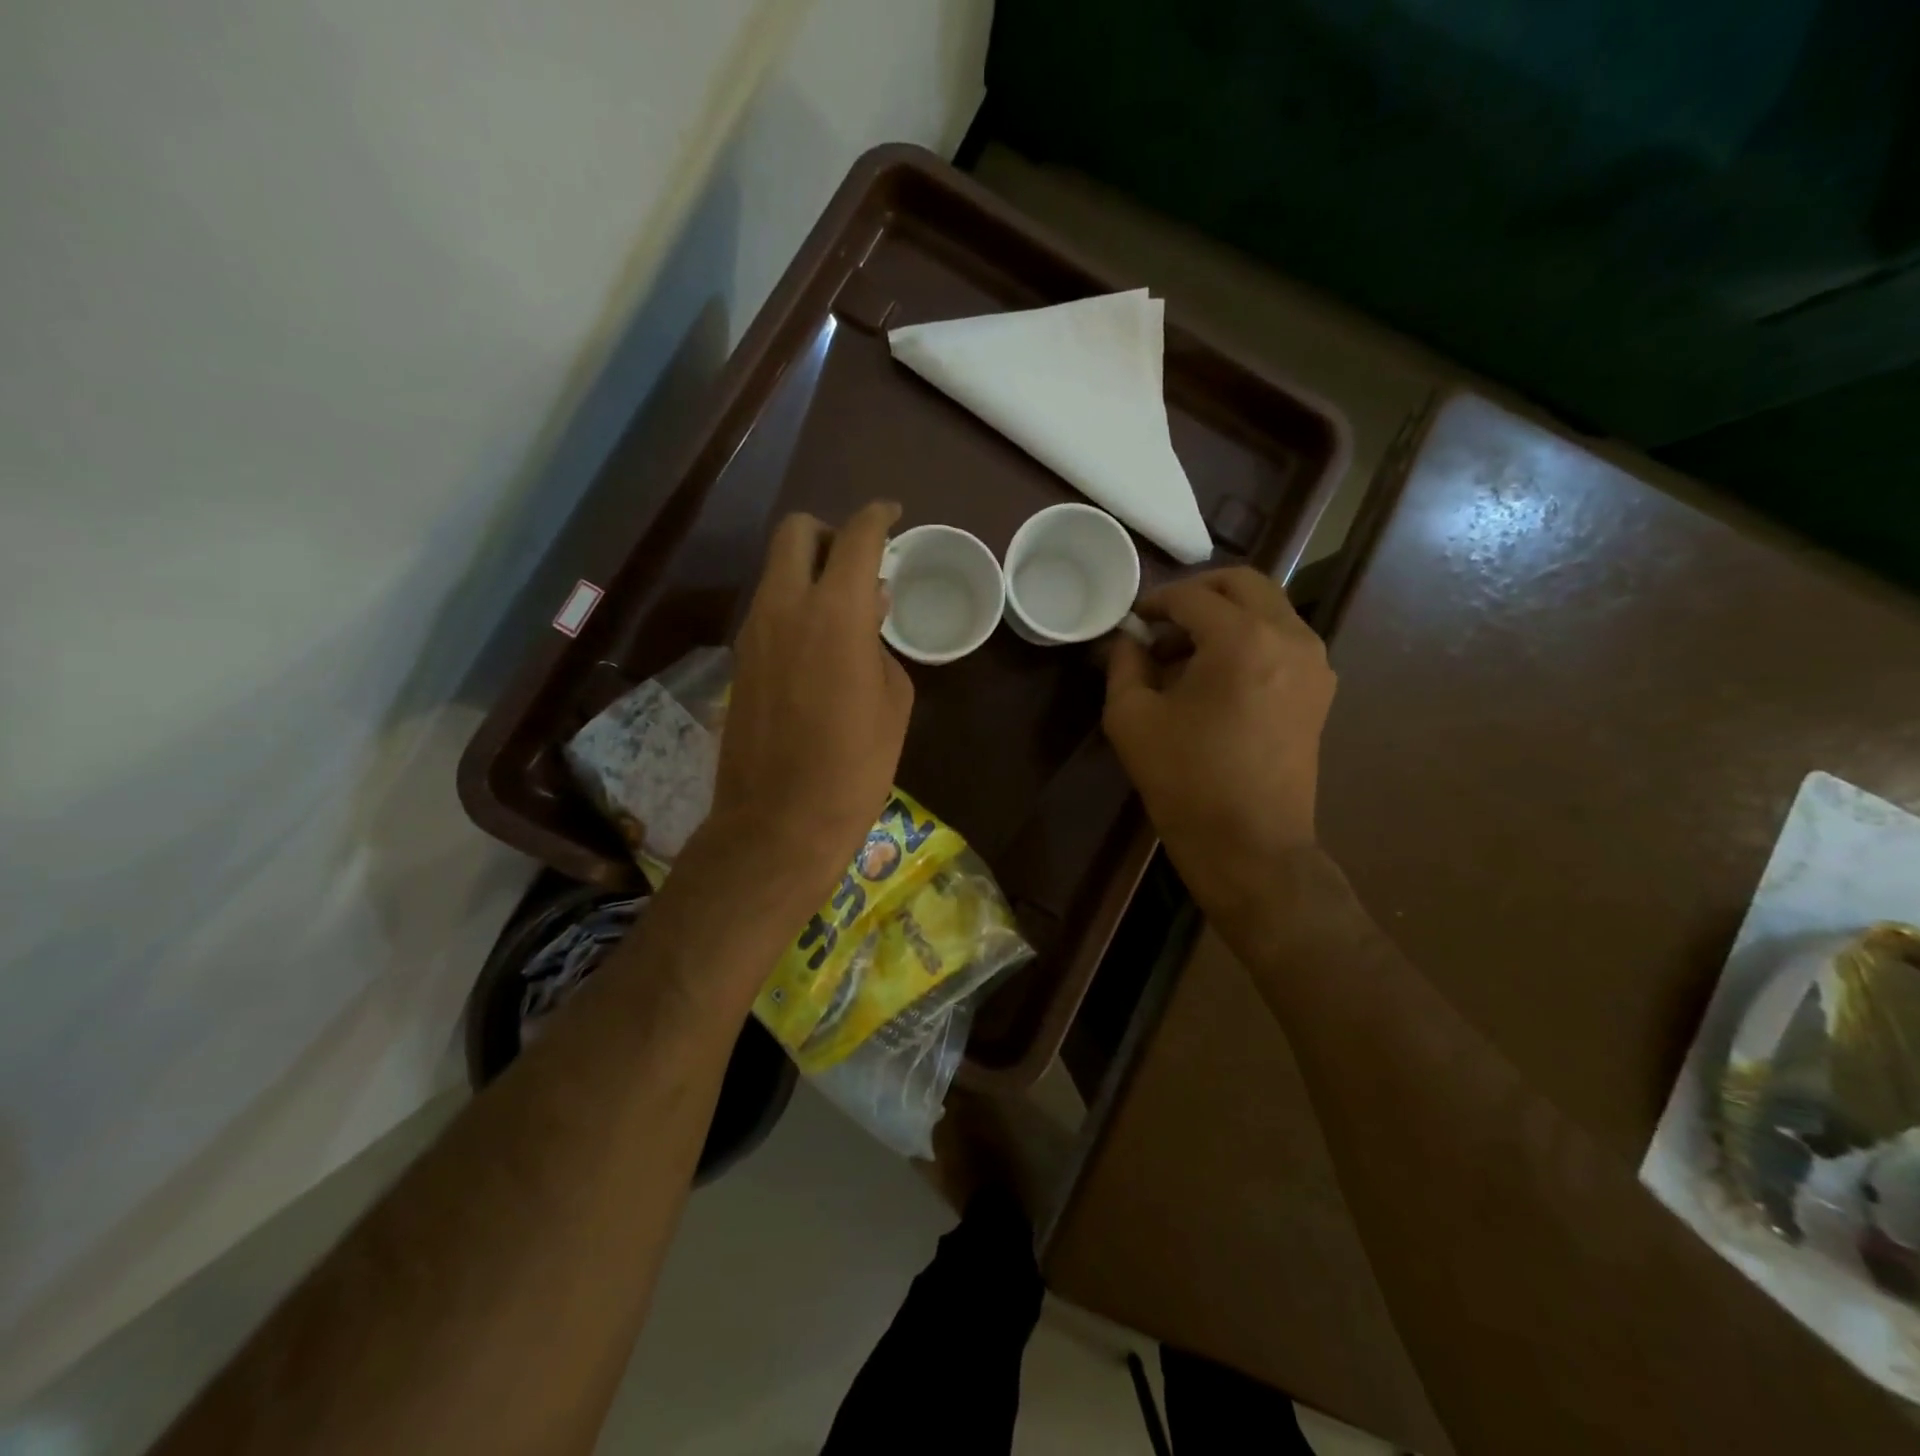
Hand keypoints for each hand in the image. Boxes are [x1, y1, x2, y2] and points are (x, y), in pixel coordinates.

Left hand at [698, 501, 914, 931]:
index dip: (877, 517)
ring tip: (845, 609)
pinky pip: (767, 609)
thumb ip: (880, 645)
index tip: (892, 515)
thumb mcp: (893, 701)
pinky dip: (793, 606)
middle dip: (828, 532)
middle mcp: (784, 606)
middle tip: (858, 562)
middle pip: (795, 532)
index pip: (854, 536)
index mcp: (835, 611)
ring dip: (809, 572)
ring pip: (776, 571)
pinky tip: (818, 643)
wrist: (780, 821)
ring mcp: (752, 632)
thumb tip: (867, 621)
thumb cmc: (855, 765)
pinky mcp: (739, 660)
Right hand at [1103, 567, 1334, 923]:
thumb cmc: (1184, 781)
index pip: (1192, 597)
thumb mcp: (1131, 718)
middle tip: (1162, 622)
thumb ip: (1124, 664)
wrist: (1250, 845)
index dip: (1156, 602)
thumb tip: (1129, 638)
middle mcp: (1289, 637)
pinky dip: (1249, 639)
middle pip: (1244, 584)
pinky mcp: (1320, 689)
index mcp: (1241, 639)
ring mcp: (1314, 662)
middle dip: (1197, 593)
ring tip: (1185, 655)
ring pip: (1267, 609)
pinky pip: (1283, 639)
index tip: (1132, 620)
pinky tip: (1217, 677)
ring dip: (1225, 616)